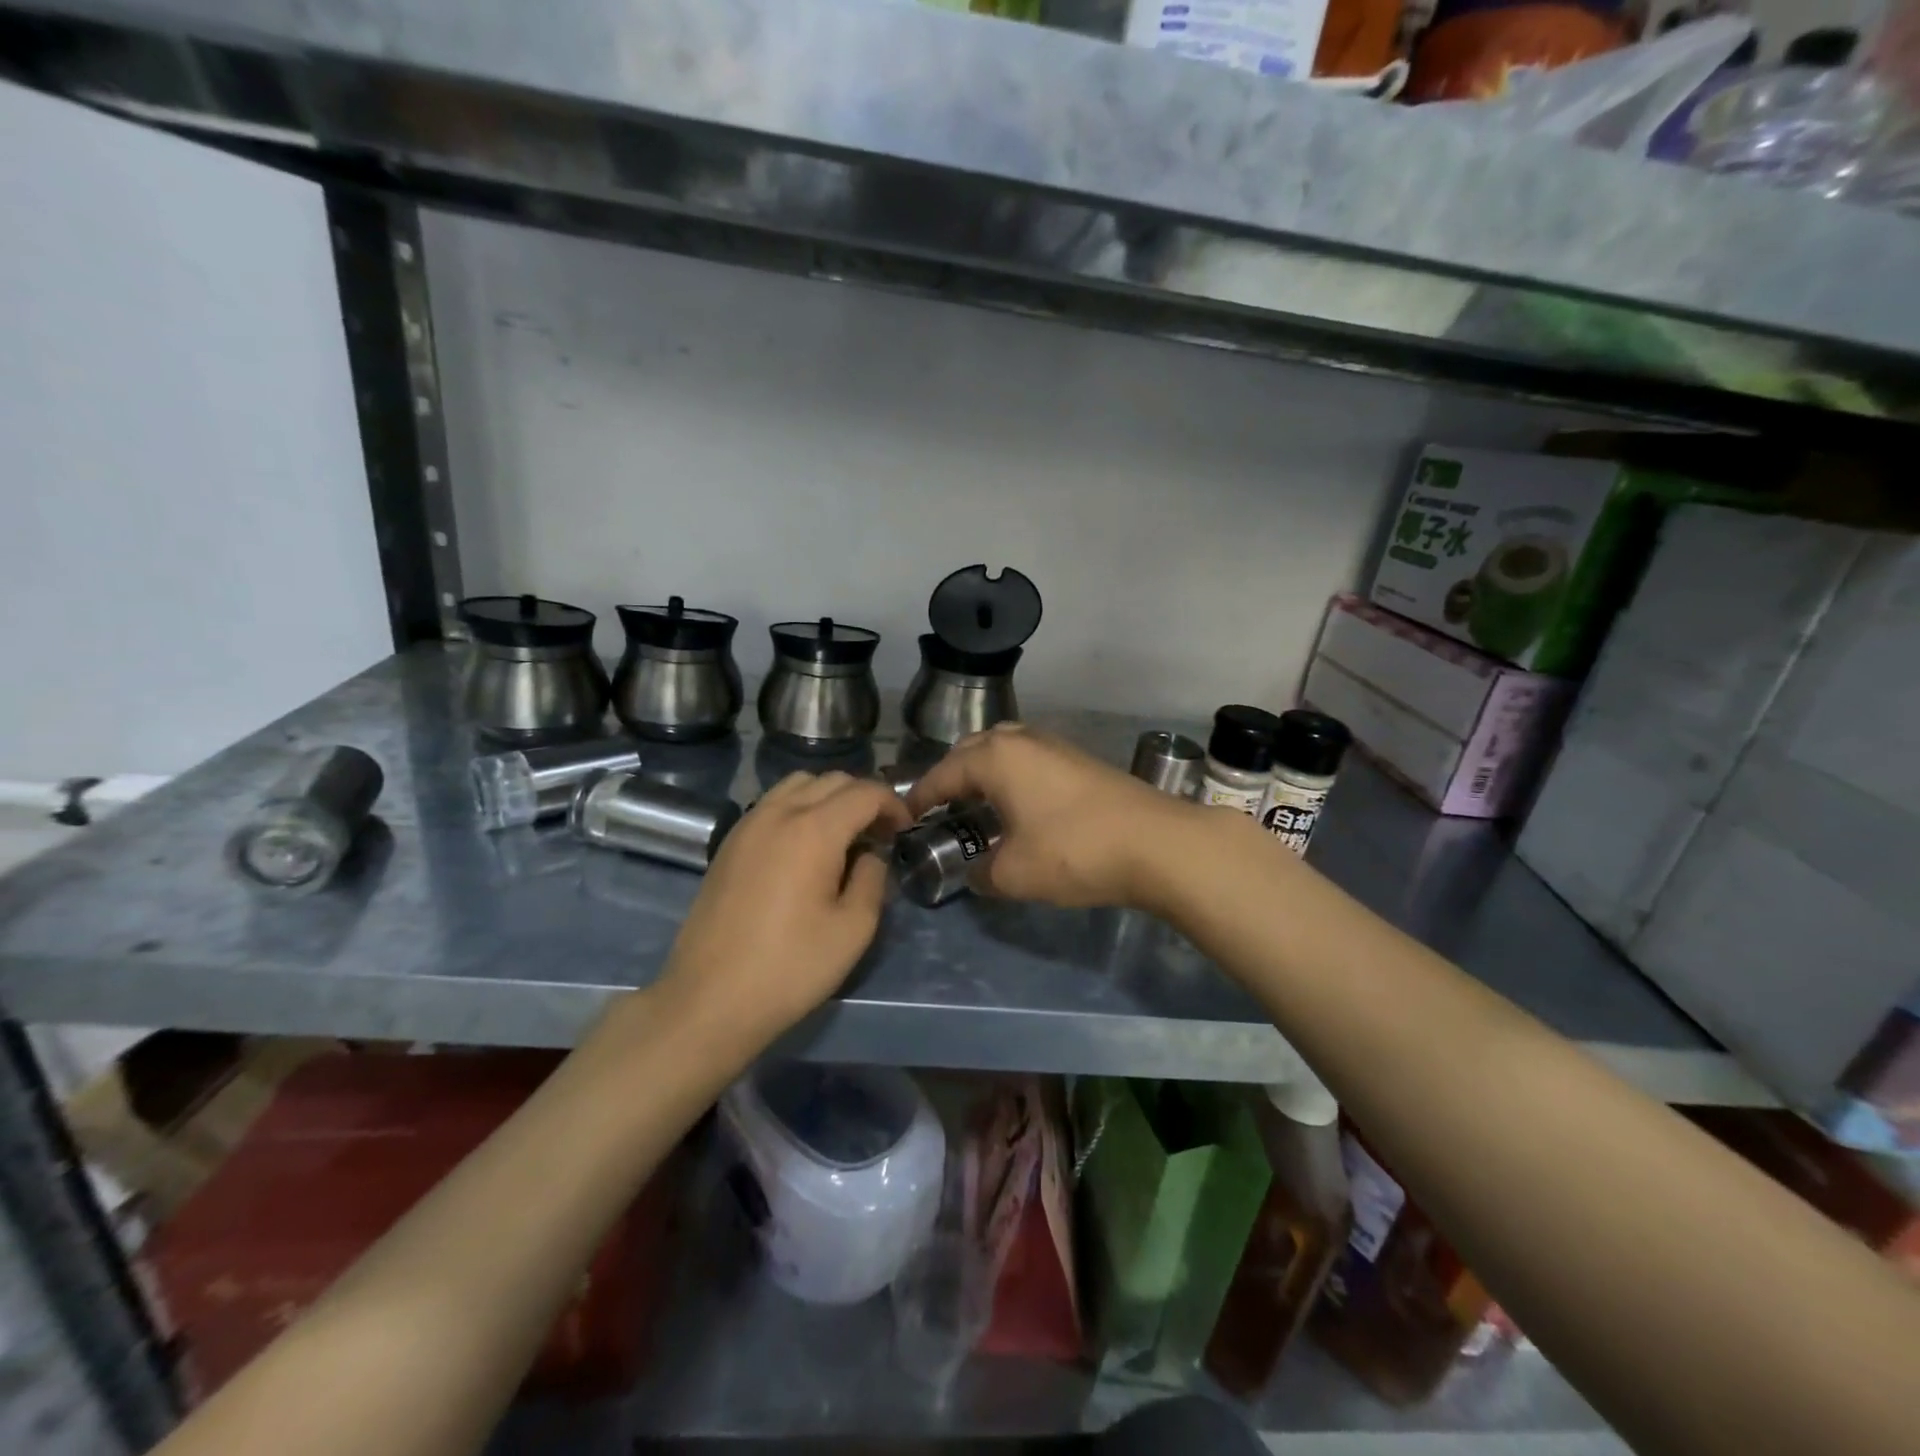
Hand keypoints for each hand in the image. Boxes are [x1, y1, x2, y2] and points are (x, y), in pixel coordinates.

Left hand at [656, 771, 912, 1047]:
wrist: (710, 999)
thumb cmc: (790, 967)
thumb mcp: (853, 929)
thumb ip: (872, 879)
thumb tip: (871, 854)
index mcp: (814, 830)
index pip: (865, 792)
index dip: (893, 804)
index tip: (904, 831)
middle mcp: (779, 813)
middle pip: (832, 780)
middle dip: (863, 798)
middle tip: (879, 834)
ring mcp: (748, 824)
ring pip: (798, 784)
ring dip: (829, 797)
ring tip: (842, 835)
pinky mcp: (729, 843)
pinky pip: (772, 804)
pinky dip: (799, 808)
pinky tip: (804, 847)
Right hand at [906, 724, 1198, 907]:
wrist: (1157, 843)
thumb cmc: (1074, 852)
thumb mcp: (1014, 873)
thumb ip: (982, 873)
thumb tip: (976, 872)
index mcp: (996, 757)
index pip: (943, 773)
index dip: (921, 797)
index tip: (905, 817)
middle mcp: (1022, 740)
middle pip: (972, 750)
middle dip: (951, 776)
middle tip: (940, 809)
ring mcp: (1055, 745)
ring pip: (1004, 749)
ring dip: (984, 772)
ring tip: (977, 805)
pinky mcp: (1080, 759)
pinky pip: (1029, 759)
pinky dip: (1012, 775)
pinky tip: (1019, 806)